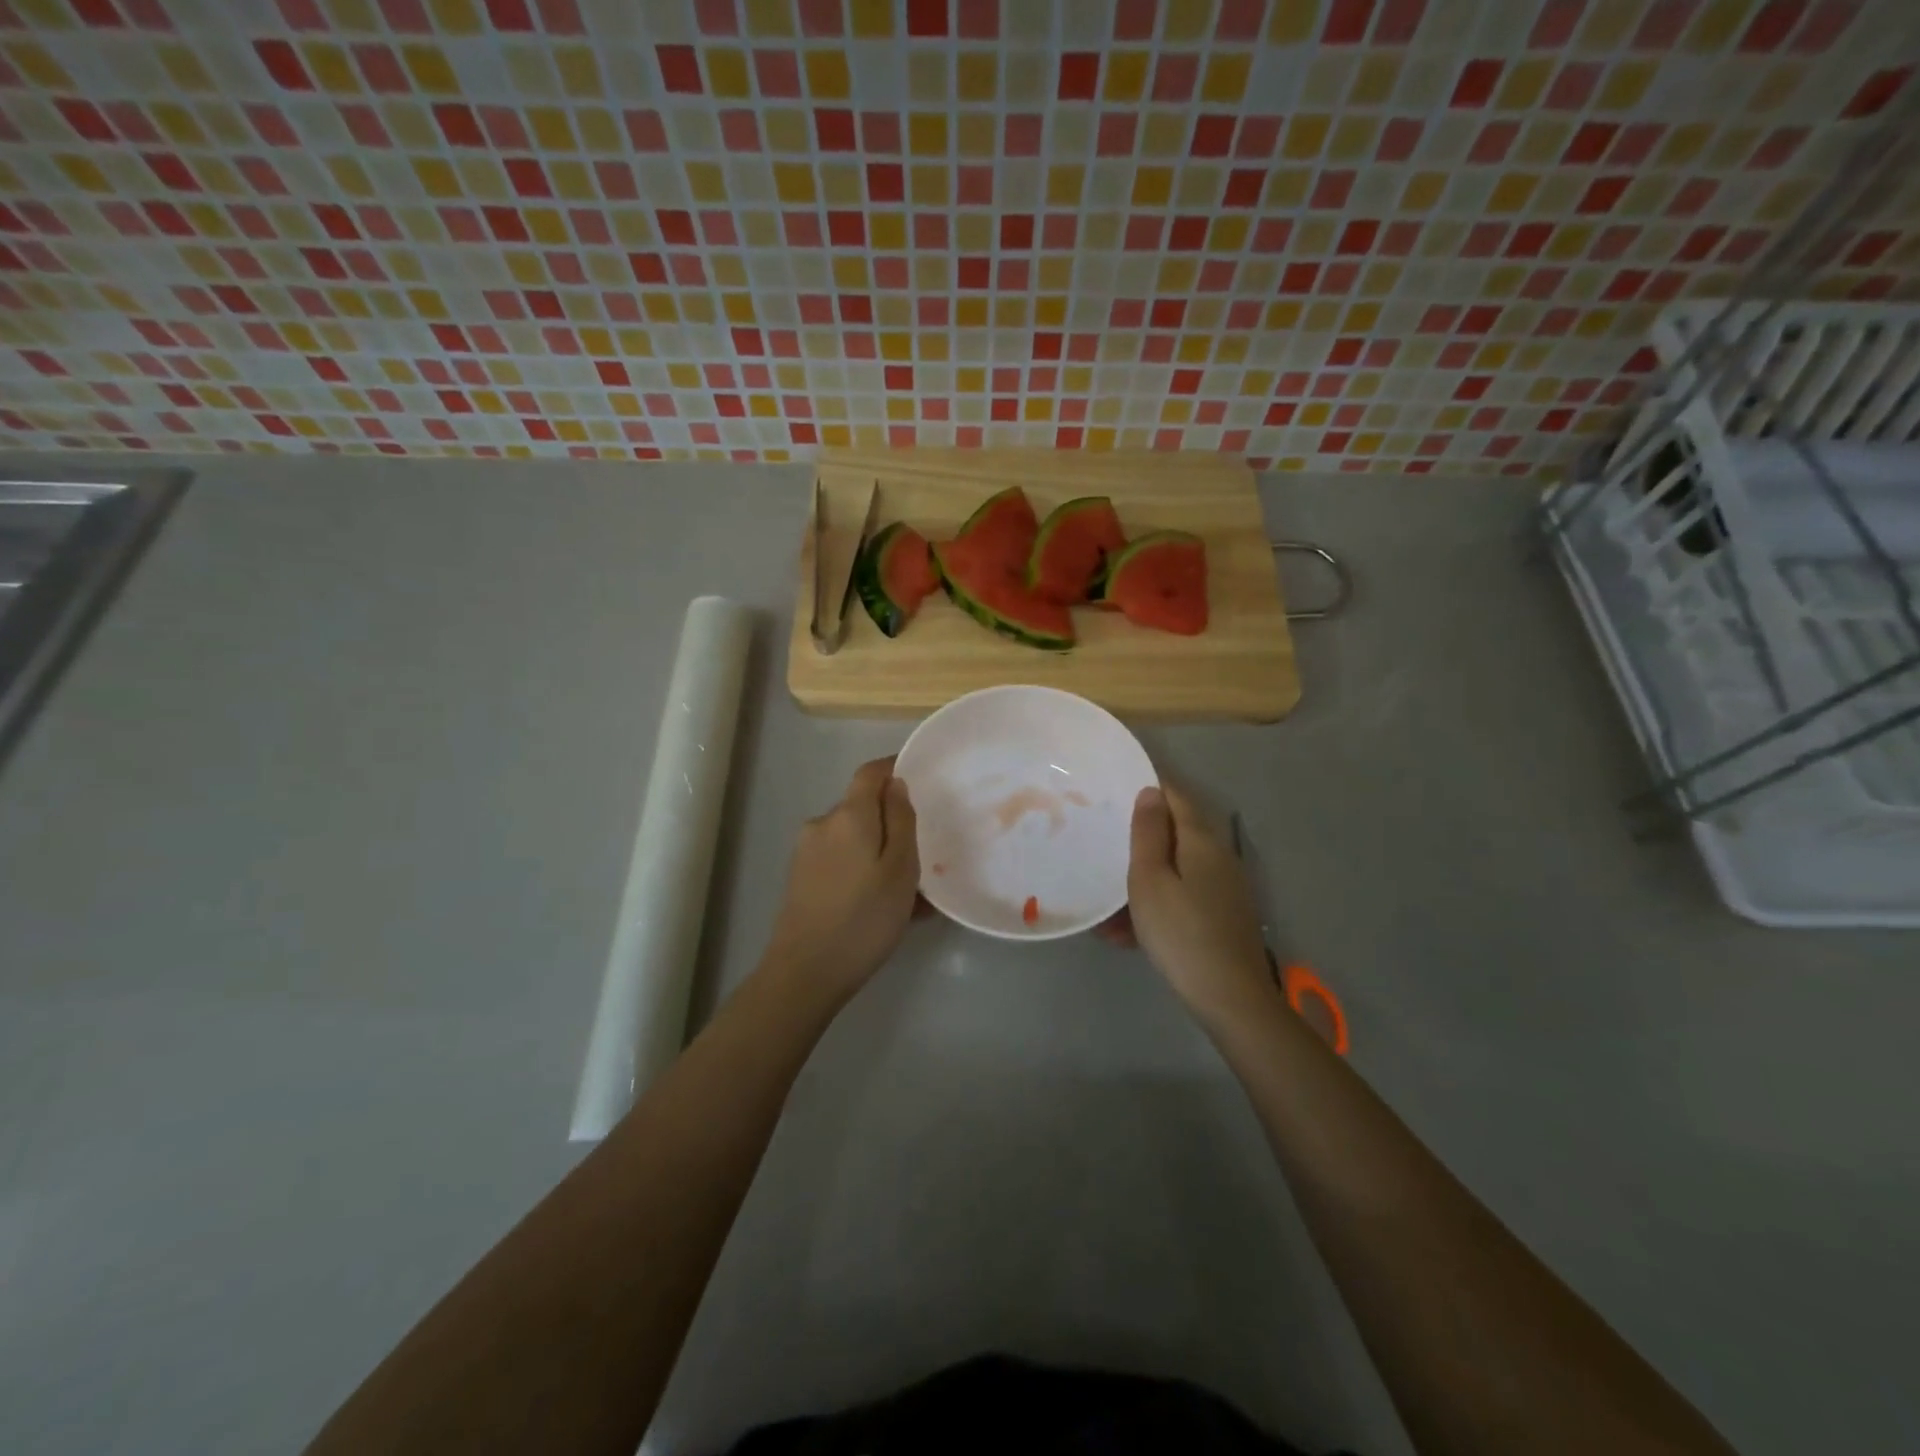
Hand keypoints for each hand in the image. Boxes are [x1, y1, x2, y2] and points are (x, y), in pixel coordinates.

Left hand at [760, 757, 919, 1006]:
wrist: (805, 972)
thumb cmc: (864, 918)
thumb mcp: (901, 869)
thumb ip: (901, 820)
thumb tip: (896, 784)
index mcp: (848, 815)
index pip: (870, 772)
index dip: (895, 769)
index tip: (921, 781)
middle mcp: (822, 824)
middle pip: (862, 807)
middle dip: (892, 822)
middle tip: (923, 855)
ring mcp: (806, 852)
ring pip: (854, 839)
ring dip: (880, 853)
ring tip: (909, 893)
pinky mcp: (801, 878)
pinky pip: (841, 861)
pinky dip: (863, 872)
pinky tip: (882, 906)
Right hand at [1119, 785, 1277, 1025]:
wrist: (1230, 998)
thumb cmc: (1181, 932)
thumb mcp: (1150, 880)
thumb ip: (1148, 833)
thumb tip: (1151, 792)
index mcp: (1201, 841)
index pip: (1176, 798)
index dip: (1148, 789)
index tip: (1115, 792)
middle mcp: (1218, 858)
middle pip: (1174, 836)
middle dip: (1139, 842)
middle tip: (1103, 847)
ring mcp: (1224, 889)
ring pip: (1175, 872)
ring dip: (1141, 883)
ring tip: (1106, 909)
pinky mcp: (1223, 917)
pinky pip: (1182, 898)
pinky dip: (1156, 907)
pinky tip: (1127, 934)